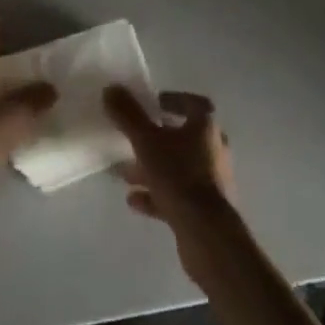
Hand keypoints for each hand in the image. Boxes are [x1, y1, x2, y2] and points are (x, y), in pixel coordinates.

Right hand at [104, 87, 237, 278]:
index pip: (194, 105)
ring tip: (125, 173)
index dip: (175, 101)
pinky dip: (156, 195)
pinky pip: (176, 195)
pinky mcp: (204, 211)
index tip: (154, 104)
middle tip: (134, 139)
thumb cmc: (179, 176)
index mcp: (206, 128)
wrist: (207, 235)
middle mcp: (213, 151)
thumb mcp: (146, 141)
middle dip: (156, 138)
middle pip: (183, 138)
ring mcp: (210, 183)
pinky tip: (133, 200)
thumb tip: (111, 88)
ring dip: (152, 168)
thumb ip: (128, 115)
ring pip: (177, 168)